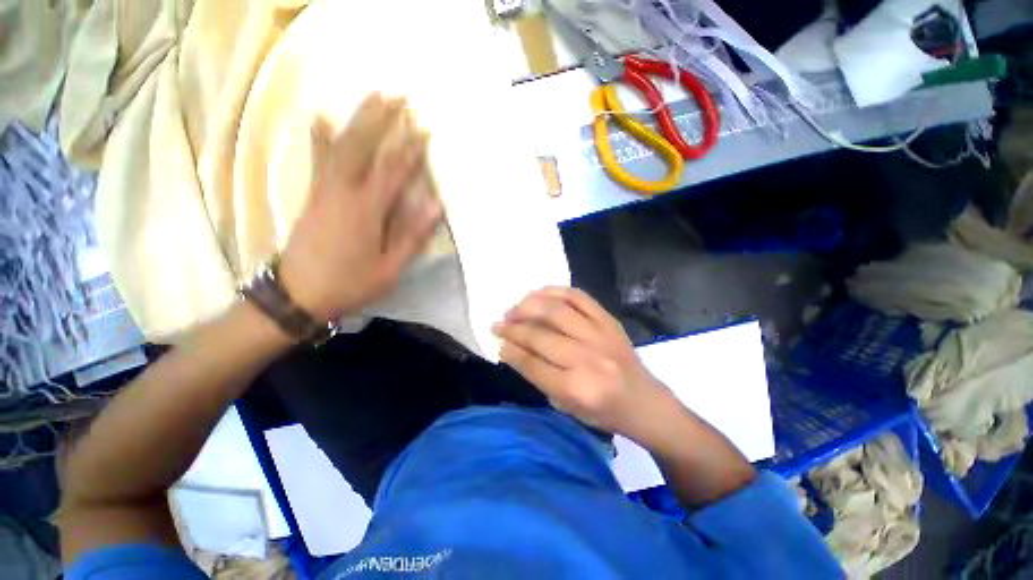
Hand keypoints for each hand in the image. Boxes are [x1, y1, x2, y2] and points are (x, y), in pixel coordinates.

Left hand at [279, 93, 442, 320]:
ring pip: (341, 146)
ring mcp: (324, 190)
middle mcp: (343, 192)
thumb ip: (411, 236)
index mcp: (367, 210)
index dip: (410, 149)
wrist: (298, 294)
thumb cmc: (350, 283)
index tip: (424, 129)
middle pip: (363, 147)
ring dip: (357, 119)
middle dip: (381, 119)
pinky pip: (318, 160)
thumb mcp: (389, 268)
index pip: (393, 171)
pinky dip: (321, 137)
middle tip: (397, 96)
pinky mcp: (312, 195)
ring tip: (371, 97)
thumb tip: (434, 206)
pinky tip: (322, 117)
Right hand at [492, 287, 674, 438]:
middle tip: (499, 323)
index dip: (511, 350)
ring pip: (557, 311)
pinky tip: (540, 293)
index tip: (497, 340)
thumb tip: (512, 349)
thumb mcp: (565, 406)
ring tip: (515, 307)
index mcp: (578, 389)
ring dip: (530, 306)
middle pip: (541, 336)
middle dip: (514, 328)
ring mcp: (601, 336)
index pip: (533, 364)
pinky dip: (556, 291)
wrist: (645, 402)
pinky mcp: (609, 321)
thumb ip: (538, 376)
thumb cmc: (603, 412)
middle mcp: (589, 359)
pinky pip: (579, 297)